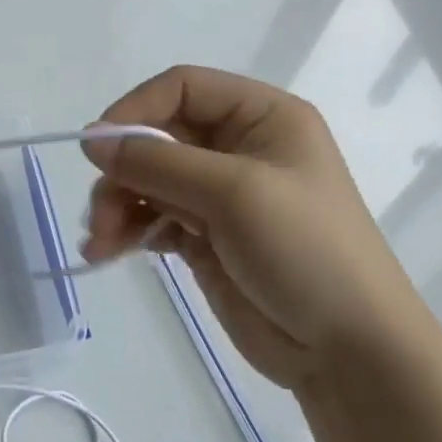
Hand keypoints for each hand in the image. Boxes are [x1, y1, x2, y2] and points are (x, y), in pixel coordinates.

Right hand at [82, 65, 440, 389]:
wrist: (350, 352)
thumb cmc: (305, 251)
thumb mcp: (233, 193)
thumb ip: (157, 162)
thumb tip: (91, 139)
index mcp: (262, 118)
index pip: (183, 88)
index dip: (136, 109)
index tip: (98, 147)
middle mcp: (238, 148)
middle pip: (157, 138)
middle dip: (122, 172)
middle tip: (99, 212)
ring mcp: (219, 195)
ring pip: (147, 180)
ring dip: (117, 206)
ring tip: (100, 243)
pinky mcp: (204, 237)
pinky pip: (151, 218)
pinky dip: (126, 231)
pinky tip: (106, 254)